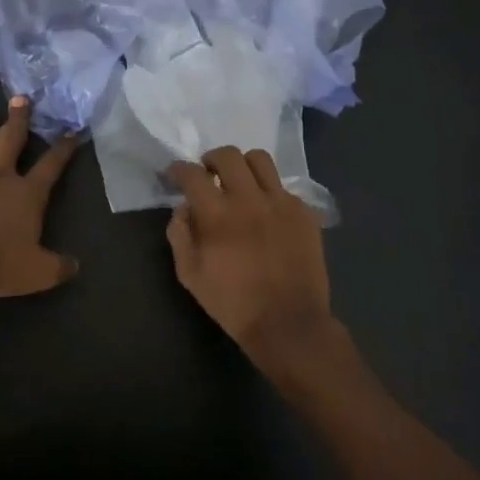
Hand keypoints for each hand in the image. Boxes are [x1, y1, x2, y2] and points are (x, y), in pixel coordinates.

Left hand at [0, 98, 80, 297]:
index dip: (63, 149)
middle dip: (18, 119)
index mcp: (28, 193)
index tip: (71, 132)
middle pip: (11, 141)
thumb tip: (75, 266)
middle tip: (20, 98)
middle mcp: (0, 178)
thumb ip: (58, 267)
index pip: (51, 166)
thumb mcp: (38, 272)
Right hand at [165, 147, 353, 387]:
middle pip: (228, 155)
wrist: (288, 323)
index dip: (179, 169)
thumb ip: (180, 235)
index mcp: (218, 214)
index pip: (193, 174)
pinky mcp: (304, 213)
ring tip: (239, 183)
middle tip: (208, 175)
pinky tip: (266, 212)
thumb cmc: (233, 303)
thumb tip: (183, 208)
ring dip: (243, 166)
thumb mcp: (190, 275)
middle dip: (211, 160)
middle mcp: (250, 199)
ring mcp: (281, 203)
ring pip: (260, 160)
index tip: (175, 174)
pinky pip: (283, 187)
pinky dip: (269, 192)